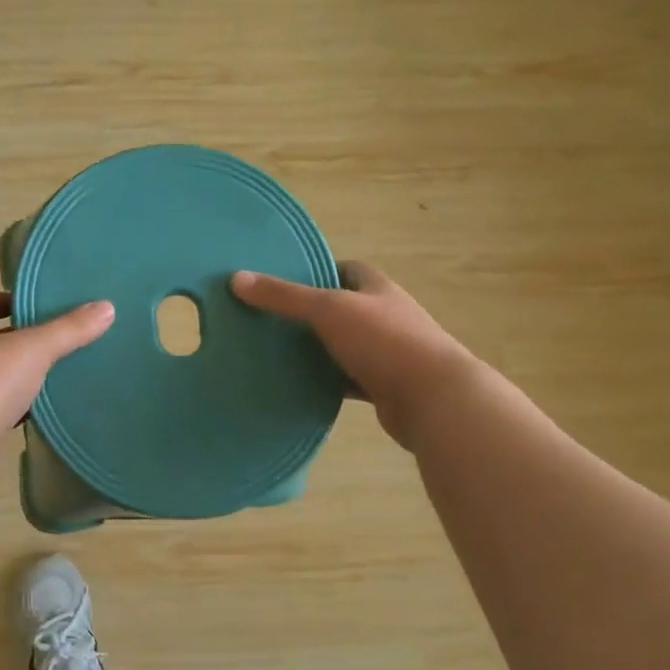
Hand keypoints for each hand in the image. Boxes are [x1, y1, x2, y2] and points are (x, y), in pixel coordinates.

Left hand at [0, 293, 115, 448]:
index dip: (7, 302)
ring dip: (15, 378)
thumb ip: (69, 329)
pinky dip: (13, 410)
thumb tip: (106, 307)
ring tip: (53, 376)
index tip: (35, 304)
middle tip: (55, 340)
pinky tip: (37, 414)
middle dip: (16, 341)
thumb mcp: (34, 349)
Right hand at [230, 261, 477, 451]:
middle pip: (342, 308)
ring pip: (343, 346)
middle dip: (310, 312)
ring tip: (274, 351)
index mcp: (377, 289)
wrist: (433, 399)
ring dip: (317, 349)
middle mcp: (385, 316)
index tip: (283, 280)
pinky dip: (327, 381)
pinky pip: (347, 379)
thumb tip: (237, 278)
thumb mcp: (328, 310)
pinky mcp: (384, 386)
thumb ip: (284, 296)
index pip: (346, 269)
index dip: (317, 270)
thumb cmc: (384, 341)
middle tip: (269, 318)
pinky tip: (298, 385)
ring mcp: (387, 353)